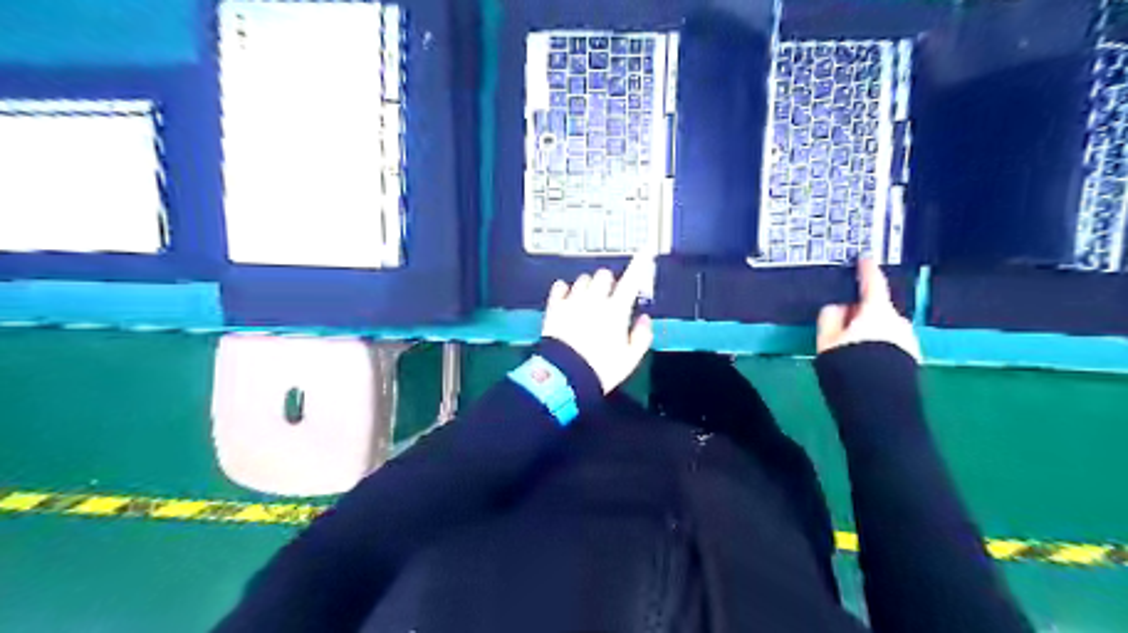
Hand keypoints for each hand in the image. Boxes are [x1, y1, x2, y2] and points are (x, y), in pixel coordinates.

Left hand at [542, 255, 656, 388]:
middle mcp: (594, 301)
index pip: (631, 280)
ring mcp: (572, 302)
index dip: (640, 264)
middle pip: (604, 275)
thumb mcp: (629, 359)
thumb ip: (641, 336)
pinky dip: (565, 289)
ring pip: (582, 280)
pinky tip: (567, 296)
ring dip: (588, 286)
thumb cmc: (600, 369)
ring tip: (588, 300)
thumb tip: (644, 320)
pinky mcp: (554, 308)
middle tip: (609, 295)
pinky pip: (559, 288)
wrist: (565, 376)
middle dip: (609, 282)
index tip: (646, 252)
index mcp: (615, 311)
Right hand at [817, 260, 919, 363]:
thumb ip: (830, 318)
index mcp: (877, 313)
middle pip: (877, 310)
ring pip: (884, 329)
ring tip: (850, 351)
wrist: (878, 405)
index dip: (867, 270)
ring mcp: (908, 341)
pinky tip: (865, 363)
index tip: (865, 259)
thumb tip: (837, 308)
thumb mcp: (827, 341)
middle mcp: (898, 322)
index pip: (872, 284)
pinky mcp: (911, 360)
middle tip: (840, 326)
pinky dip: (878, 347)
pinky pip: (891, 345)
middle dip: (861, 313)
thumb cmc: (849, 367)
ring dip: (870, 332)